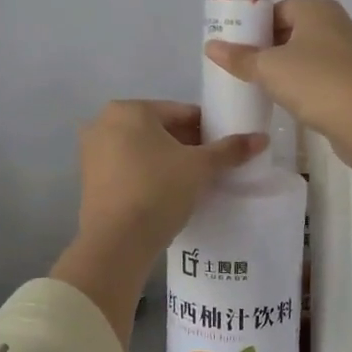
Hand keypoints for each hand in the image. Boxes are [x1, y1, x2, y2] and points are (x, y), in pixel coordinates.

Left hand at [75, 100, 264, 261]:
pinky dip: (147, 174)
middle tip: (212, 166)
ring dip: (167, 160)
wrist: (117, 241)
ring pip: (142, 149)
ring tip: (193, 182)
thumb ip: (229, 150)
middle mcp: (104, 122)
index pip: (180, 112)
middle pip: (159, 129)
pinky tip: (167, 193)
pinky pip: (127, 167)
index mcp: (129, 110)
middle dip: (186, 145)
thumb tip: (262, 138)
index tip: (225, 147)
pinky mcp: (89, 179)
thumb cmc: (159, 190)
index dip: (207, 129)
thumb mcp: (199, 168)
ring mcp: (92, 151)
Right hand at [204, 0, 351, 169]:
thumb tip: (210, 46)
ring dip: (289, 69)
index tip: (236, 49)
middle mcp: (339, 24)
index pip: (278, 10)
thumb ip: (239, 57)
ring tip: (263, 88)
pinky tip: (292, 103)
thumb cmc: (314, 82)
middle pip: (294, 32)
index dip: (254, 28)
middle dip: (270, 49)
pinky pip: (325, 77)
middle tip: (244, 70)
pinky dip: (308, 86)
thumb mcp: (268, 68)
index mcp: (318, 9)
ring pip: (311, 56)